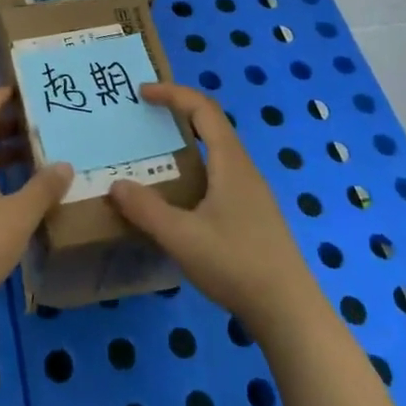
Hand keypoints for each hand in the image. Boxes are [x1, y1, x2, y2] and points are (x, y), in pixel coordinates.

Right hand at [108, 82, 320, 336]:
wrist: (289, 311)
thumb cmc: (236, 265)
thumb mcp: (182, 237)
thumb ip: (146, 210)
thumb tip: (116, 184)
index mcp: (230, 163)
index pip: (203, 109)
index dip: (173, 94)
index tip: (143, 93)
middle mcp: (243, 169)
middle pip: (212, 126)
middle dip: (178, 113)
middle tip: (145, 118)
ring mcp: (252, 193)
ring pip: (216, 153)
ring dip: (187, 143)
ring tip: (154, 154)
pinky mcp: (253, 215)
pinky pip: (219, 175)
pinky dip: (195, 169)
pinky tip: (179, 197)